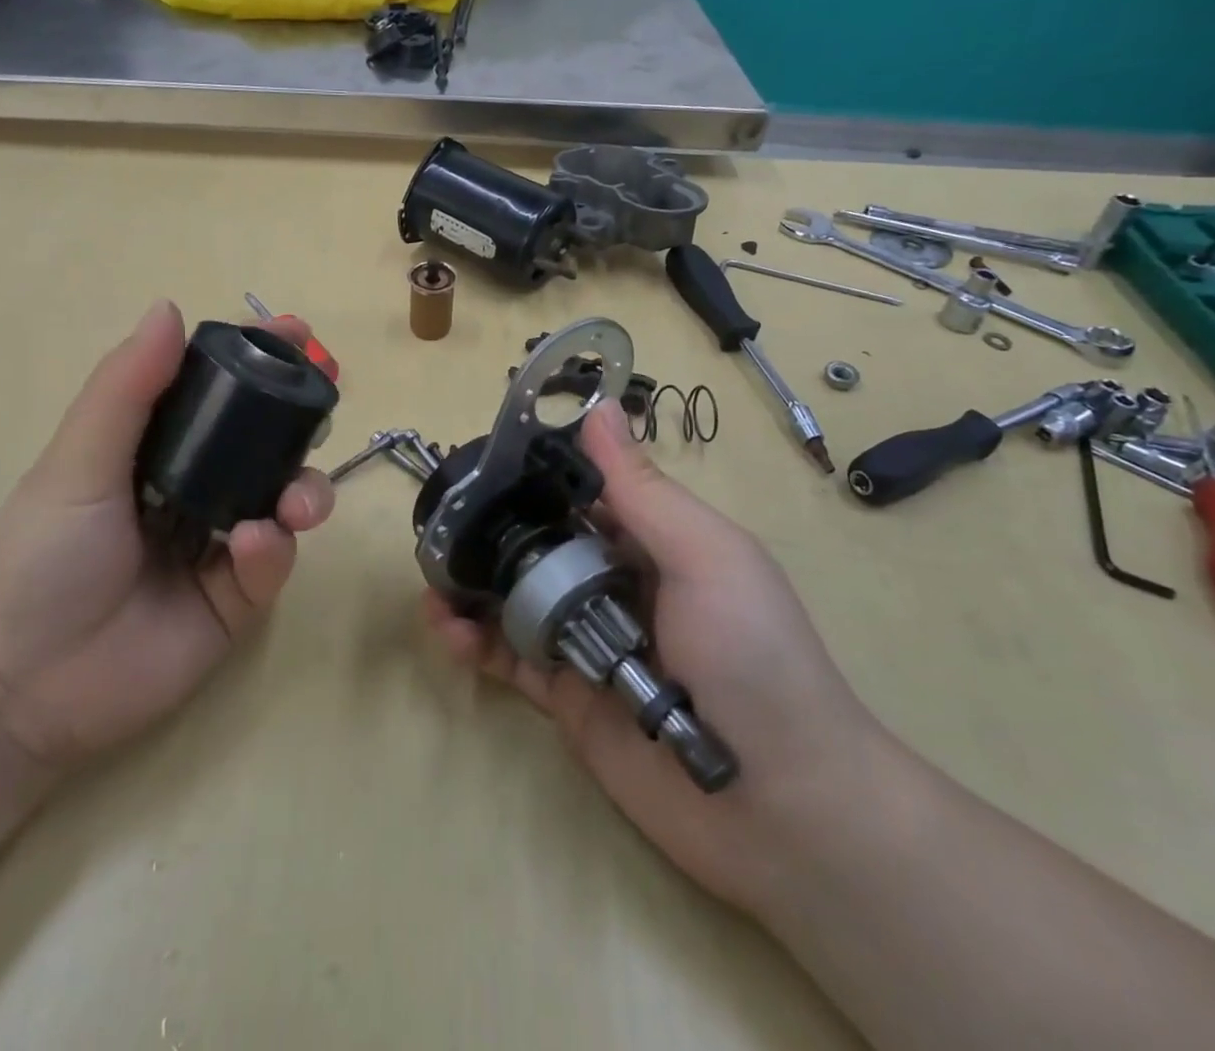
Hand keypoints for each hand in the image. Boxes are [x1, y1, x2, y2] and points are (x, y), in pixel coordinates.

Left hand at [0, 300, 334, 777]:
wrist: (18, 690)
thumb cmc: (38, 561)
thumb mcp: (77, 465)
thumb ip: (127, 390)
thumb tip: (169, 307)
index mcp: (156, 451)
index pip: (217, 393)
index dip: (256, 361)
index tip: (293, 333)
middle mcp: (196, 489)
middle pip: (266, 442)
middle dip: (301, 419)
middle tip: (324, 401)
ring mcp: (220, 545)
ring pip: (285, 499)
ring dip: (305, 489)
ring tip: (296, 503)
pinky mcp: (237, 599)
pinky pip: (274, 561)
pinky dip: (274, 549)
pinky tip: (250, 549)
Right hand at [422, 399, 882, 912]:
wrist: (783, 808)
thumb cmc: (752, 656)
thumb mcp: (705, 557)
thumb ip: (641, 490)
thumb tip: (598, 406)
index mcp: (650, 539)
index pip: (579, 489)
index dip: (532, 470)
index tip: (479, 454)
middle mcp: (613, 581)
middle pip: (539, 542)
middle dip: (490, 527)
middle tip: (437, 520)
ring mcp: (586, 639)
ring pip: (515, 597)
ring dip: (471, 583)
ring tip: (430, 577)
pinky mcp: (566, 696)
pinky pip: (509, 658)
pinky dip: (474, 641)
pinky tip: (447, 629)